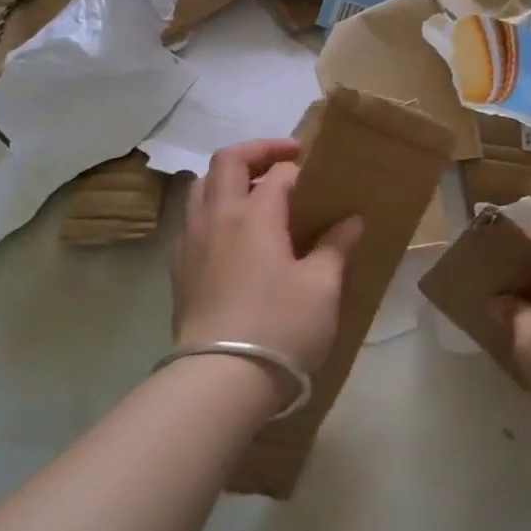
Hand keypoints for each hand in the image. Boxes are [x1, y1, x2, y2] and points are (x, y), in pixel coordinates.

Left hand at [171, 138, 362, 377]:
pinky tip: (230, 235)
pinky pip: (192, 220)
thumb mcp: (322, 288)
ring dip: (228, 177)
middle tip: (285, 158)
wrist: (220, 379)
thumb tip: (351, 220)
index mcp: (254, 215)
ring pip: (201, 186)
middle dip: (257, 150)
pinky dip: (212, 210)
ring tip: (254, 191)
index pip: (279, 173)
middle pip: (228, 161)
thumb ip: (335, 247)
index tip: (321, 179)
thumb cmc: (280, 327)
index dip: (301, 169)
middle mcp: (217, 217)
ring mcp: (191, 241)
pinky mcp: (178, 268)